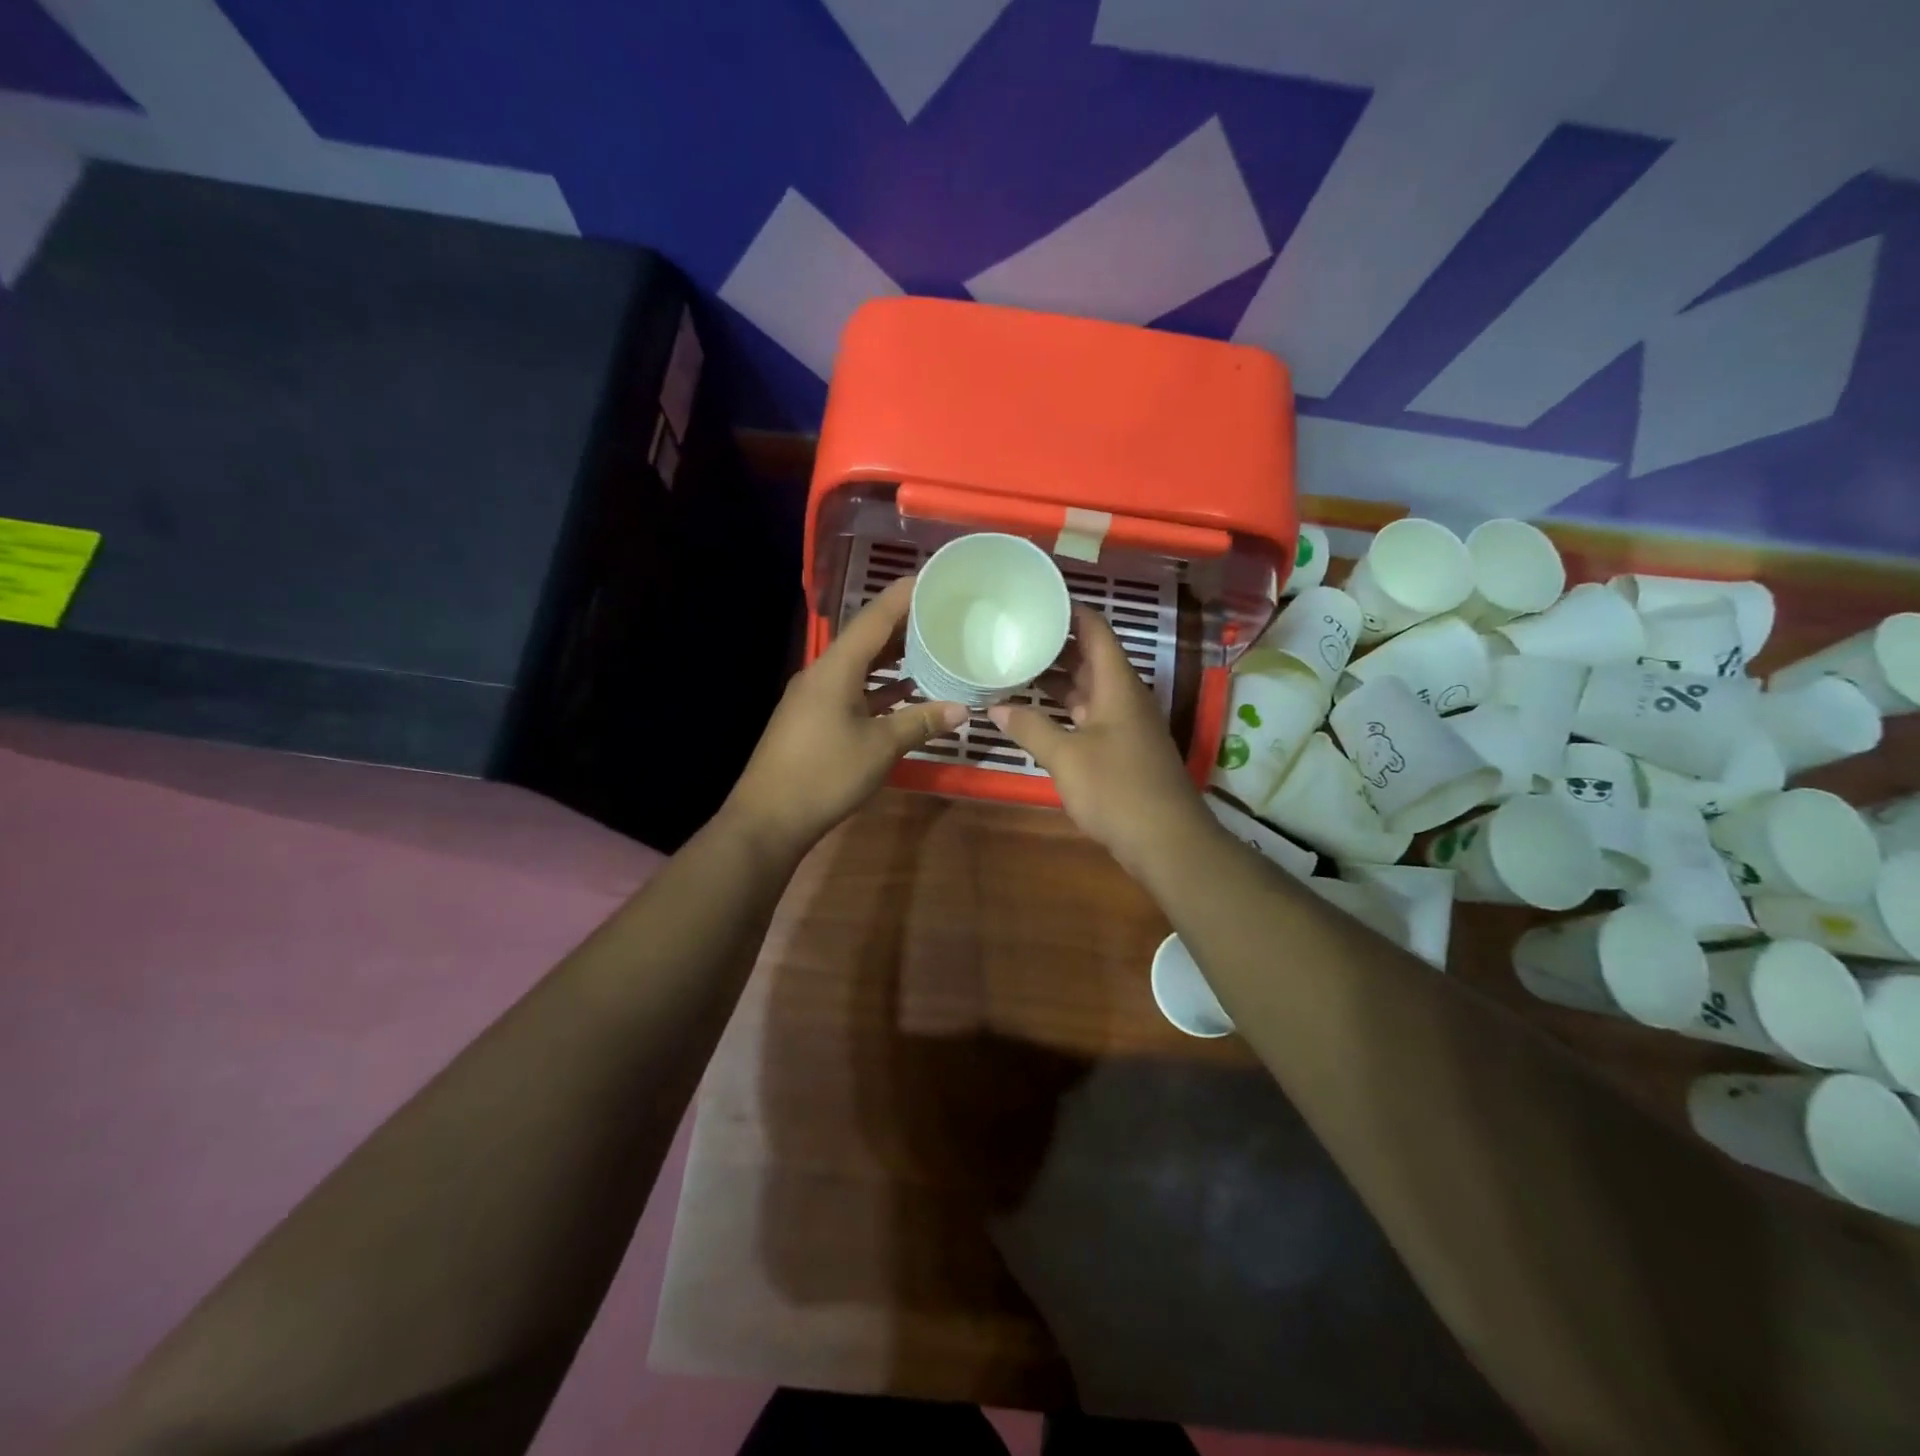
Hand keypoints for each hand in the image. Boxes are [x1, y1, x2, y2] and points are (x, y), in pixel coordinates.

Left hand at [724, 576, 966, 857]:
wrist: (768, 818)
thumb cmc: (825, 775)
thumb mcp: (880, 748)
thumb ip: (921, 722)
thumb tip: (963, 709)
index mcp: (835, 669)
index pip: (874, 619)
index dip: (904, 596)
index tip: (934, 578)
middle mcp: (822, 674)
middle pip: (866, 639)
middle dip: (903, 625)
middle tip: (942, 614)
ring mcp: (815, 697)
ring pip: (859, 666)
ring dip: (892, 658)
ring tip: (930, 647)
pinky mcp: (813, 720)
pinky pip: (852, 690)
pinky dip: (878, 687)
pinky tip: (903, 692)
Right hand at [989, 605, 1219, 883]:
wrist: (1166, 841)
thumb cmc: (1117, 789)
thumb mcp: (1066, 757)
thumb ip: (1031, 728)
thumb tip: (996, 707)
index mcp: (1117, 685)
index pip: (1095, 630)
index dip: (1070, 611)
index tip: (1037, 599)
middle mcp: (1125, 697)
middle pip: (1091, 658)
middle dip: (1056, 644)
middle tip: (1015, 633)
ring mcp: (1125, 724)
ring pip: (1089, 689)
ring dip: (1058, 680)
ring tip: (1017, 666)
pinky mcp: (1122, 749)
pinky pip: (1090, 715)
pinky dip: (1065, 709)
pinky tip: (1037, 714)